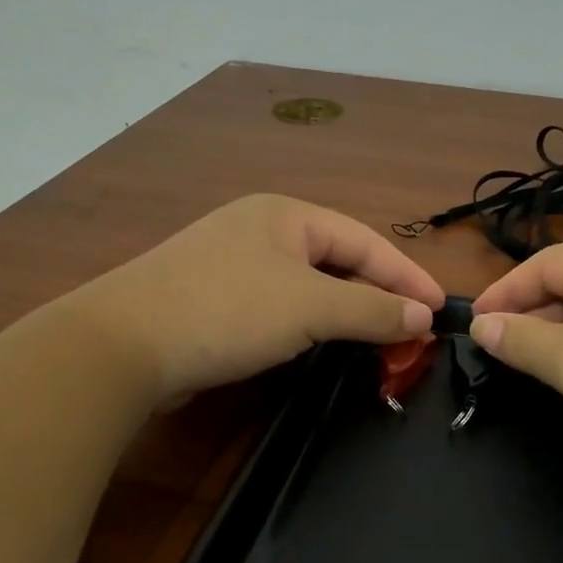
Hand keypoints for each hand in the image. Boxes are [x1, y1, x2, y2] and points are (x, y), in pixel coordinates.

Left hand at [71, 194, 443, 403]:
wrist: (122, 345)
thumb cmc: (227, 310)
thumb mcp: (311, 307)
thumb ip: (372, 309)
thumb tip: (423, 316)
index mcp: (285, 214)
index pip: (364, 240)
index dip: (406, 275)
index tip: (439, 310)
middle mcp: (259, 230)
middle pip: (337, 260)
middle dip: (377, 295)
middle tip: (412, 332)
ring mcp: (232, 265)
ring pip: (308, 287)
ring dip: (344, 313)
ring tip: (377, 341)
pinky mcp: (213, 301)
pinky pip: (279, 308)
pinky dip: (308, 326)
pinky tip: (319, 347)